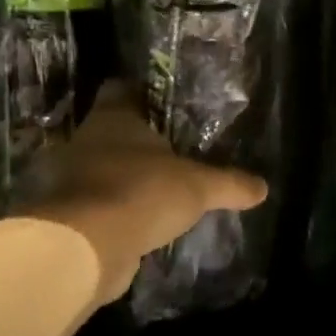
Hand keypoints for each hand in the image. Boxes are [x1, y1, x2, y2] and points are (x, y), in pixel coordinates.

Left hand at [29, 83, 266, 303]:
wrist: (87, 247)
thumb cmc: (140, 193)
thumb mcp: (198, 187)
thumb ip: (230, 184)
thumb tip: (263, 187)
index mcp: (112, 117)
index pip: (121, 88)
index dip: (144, 92)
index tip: (169, 102)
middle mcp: (87, 140)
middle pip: (114, 131)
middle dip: (141, 140)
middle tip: (177, 148)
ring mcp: (74, 178)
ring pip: (106, 169)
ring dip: (129, 177)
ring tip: (164, 187)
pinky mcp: (72, 214)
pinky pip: (102, 204)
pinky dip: (120, 210)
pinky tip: (145, 220)